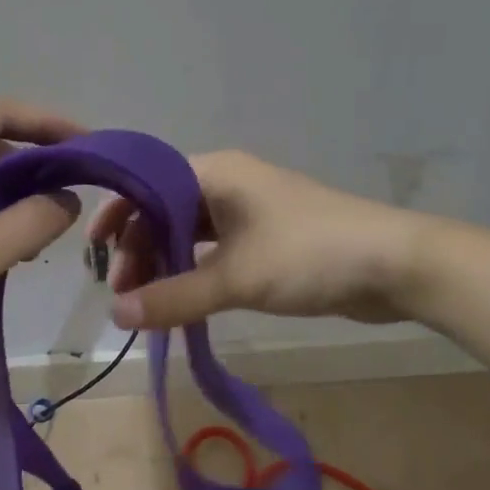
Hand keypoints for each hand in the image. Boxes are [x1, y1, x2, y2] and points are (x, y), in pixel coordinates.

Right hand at [89, 150, 425, 329]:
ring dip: (165, 263)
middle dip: (139, 249)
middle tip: (127, 297)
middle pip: (163, 209)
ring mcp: (248, 210)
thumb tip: (116, 317)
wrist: (396, 265)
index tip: (94, 255)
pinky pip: (214, 249)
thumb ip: (174, 298)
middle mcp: (226, 183)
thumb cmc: (310, 256)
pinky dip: (193, 271)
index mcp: (214, 173)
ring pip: (188, 232)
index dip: (116, 215)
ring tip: (149, 305)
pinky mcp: (266, 237)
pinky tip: (182, 301)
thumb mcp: (236, 278)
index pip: (145, 183)